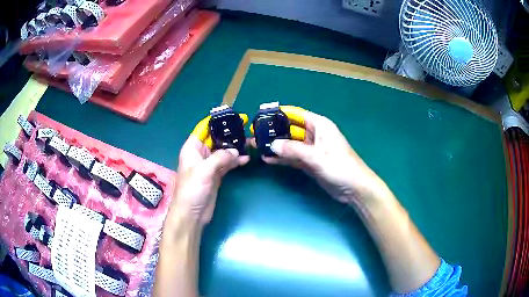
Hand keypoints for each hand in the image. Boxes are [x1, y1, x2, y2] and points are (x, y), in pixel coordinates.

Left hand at [171, 115, 249, 225]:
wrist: (192, 214)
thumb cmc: (192, 190)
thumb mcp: (204, 170)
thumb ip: (220, 157)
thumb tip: (236, 151)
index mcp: (192, 148)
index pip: (204, 128)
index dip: (216, 121)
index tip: (231, 115)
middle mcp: (200, 154)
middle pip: (216, 139)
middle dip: (229, 134)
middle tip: (246, 128)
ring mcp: (209, 165)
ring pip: (223, 151)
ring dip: (235, 148)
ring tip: (249, 143)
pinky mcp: (217, 175)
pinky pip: (228, 163)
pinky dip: (236, 161)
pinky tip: (246, 159)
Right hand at [252, 106, 391, 205]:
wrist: (354, 189)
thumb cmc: (340, 167)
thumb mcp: (316, 157)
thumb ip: (294, 150)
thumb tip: (272, 145)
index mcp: (320, 125)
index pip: (296, 114)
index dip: (279, 113)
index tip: (262, 115)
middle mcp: (315, 135)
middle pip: (291, 129)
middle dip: (274, 132)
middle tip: (255, 134)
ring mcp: (312, 150)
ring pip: (290, 144)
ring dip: (276, 146)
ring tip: (257, 146)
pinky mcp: (310, 163)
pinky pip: (293, 158)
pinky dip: (282, 159)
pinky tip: (268, 160)